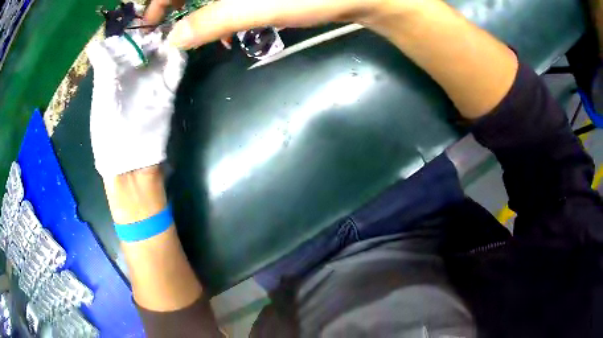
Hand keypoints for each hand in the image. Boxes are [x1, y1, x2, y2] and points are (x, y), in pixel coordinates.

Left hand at [86, 30, 186, 177]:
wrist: (132, 164)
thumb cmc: (109, 135)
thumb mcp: (101, 100)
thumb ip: (103, 70)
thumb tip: (95, 43)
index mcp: (116, 72)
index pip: (126, 42)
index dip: (133, 28)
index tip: (143, 14)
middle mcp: (134, 71)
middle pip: (146, 43)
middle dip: (154, 29)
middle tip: (163, 16)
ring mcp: (152, 79)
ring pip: (163, 51)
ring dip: (169, 38)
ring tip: (175, 25)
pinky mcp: (168, 89)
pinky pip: (175, 68)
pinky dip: (179, 55)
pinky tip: (183, 43)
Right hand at [144, 0, 387, 49]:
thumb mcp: (254, 7)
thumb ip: (210, 21)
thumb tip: (174, 39)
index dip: (158, 2)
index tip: (149, 23)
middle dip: (176, 6)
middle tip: (172, 31)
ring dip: (201, 11)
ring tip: (203, 34)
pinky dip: (221, 8)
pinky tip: (228, 25)